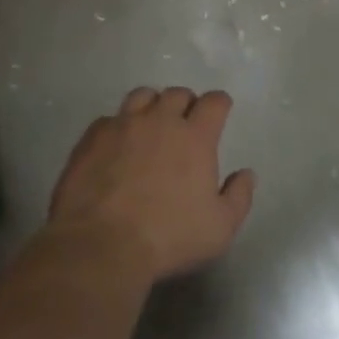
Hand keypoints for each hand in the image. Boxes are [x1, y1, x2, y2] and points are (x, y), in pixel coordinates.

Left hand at [46, 86, 255, 281]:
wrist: (101, 244)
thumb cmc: (169, 237)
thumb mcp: (220, 228)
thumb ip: (239, 196)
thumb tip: (246, 174)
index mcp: (195, 137)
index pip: (214, 102)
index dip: (220, 104)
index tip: (220, 112)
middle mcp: (160, 121)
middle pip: (177, 94)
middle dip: (186, 103)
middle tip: (185, 123)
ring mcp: (123, 125)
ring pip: (142, 96)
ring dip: (152, 106)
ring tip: (150, 125)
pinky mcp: (92, 138)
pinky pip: (109, 119)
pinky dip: (118, 126)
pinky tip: (116, 145)